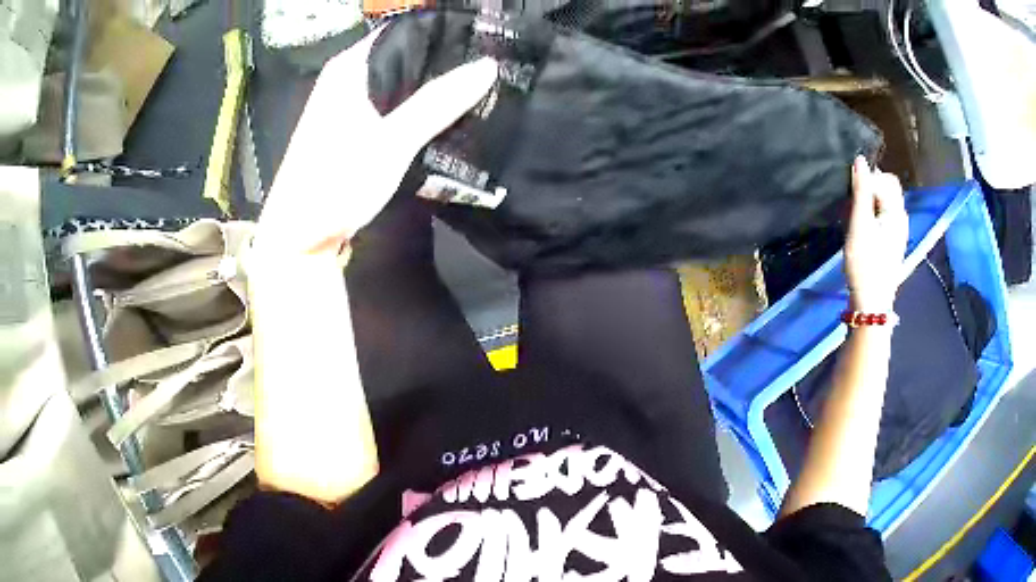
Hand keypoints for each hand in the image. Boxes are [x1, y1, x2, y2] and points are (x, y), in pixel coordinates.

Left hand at [252, 27, 497, 258]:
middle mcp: (347, 79)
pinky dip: (418, 106)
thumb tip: (487, 66)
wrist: (299, 239)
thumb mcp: (391, 142)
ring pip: (400, 82)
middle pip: (402, 55)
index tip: (481, 37)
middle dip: (443, 59)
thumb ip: (437, 103)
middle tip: (489, 63)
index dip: (439, 31)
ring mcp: (349, 106)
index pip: (400, 30)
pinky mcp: (354, 130)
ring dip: (433, 85)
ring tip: (479, 83)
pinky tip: (448, 112)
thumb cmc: (335, 184)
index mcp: (349, 69)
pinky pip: (394, 106)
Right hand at [844, 156, 908, 313]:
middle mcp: (901, 218)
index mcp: (896, 211)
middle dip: (870, 188)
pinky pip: (884, 216)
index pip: (885, 179)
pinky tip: (863, 228)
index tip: (852, 194)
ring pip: (886, 202)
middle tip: (853, 203)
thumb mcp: (860, 224)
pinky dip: (873, 214)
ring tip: (855, 216)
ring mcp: (898, 231)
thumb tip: (860, 160)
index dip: (868, 179)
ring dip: (870, 201)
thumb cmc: (865, 263)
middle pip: (889, 188)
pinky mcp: (892, 242)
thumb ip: (861, 191)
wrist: (872, 302)